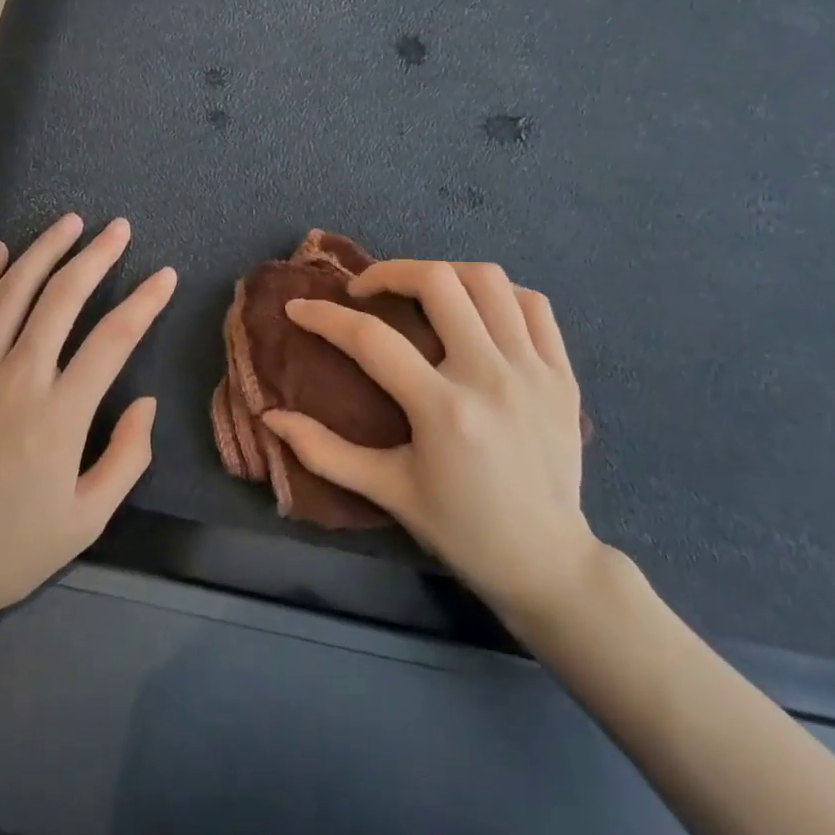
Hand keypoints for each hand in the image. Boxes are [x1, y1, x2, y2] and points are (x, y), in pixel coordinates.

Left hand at [0, 214, 176, 637]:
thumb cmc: (8, 550)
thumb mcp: (87, 520)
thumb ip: (127, 457)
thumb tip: (145, 401)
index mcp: (61, 413)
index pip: (114, 338)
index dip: (145, 301)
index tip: (164, 275)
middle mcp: (16, 377)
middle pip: (62, 297)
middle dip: (96, 255)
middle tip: (118, 228)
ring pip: (10, 292)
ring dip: (43, 251)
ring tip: (69, 223)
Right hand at [262, 260, 600, 634]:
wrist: (547, 562)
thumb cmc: (461, 528)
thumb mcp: (387, 491)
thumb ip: (324, 452)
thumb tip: (271, 417)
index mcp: (443, 411)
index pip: (372, 339)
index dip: (325, 317)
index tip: (299, 308)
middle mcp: (491, 377)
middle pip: (438, 283)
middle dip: (389, 272)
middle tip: (365, 290)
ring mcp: (534, 370)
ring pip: (489, 281)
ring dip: (444, 274)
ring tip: (420, 293)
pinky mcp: (563, 373)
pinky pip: (534, 305)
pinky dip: (500, 295)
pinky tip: (476, 312)